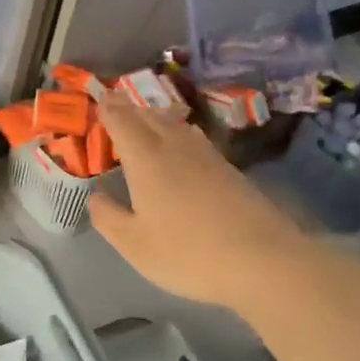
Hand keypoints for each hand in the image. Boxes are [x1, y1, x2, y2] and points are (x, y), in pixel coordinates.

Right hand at [88, 95, 297, 306]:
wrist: (263, 261)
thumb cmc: (188, 253)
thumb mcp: (134, 245)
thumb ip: (108, 218)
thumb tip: (96, 197)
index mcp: (146, 159)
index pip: (121, 120)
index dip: (107, 108)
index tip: (97, 99)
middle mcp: (174, 146)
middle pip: (148, 115)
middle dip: (128, 108)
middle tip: (114, 104)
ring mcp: (206, 155)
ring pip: (174, 123)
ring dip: (154, 116)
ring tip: (143, 118)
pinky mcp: (228, 168)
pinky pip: (193, 137)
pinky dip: (177, 131)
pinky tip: (181, 143)